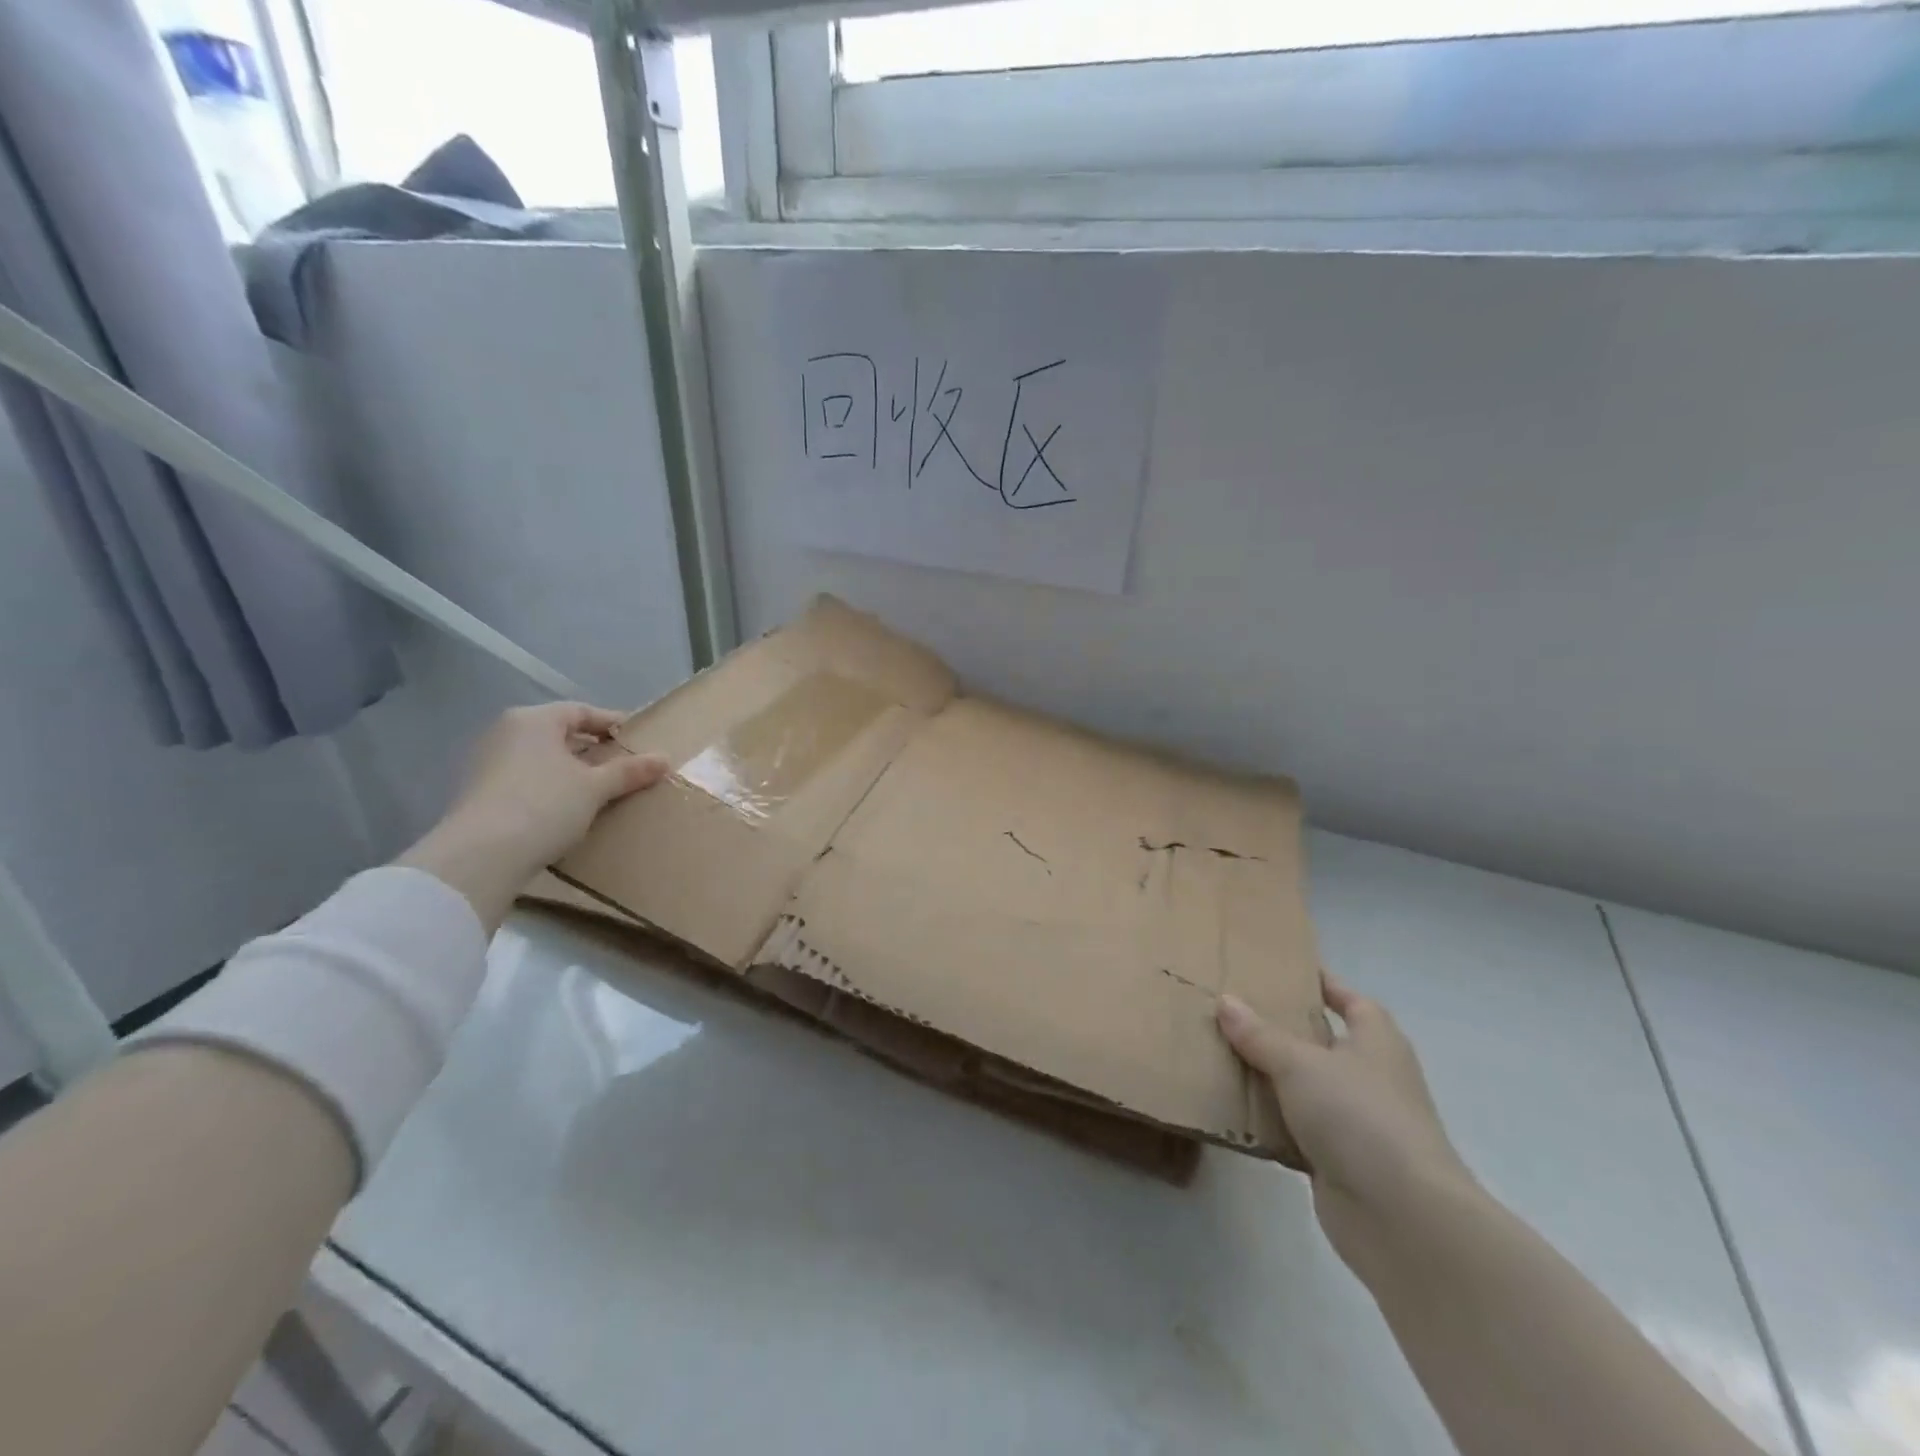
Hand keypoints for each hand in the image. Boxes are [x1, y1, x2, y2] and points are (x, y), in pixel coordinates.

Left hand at [398, 703, 668, 933]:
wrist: (481, 856)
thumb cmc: (544, 805)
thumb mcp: (595, 787)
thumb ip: (630, 771)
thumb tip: (664, 758)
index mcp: (533, 720)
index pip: (581, 712)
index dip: (613, 723)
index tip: (638, 739)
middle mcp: (506, 733)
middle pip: (560, 734)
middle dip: (593, 749)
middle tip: (624, 766)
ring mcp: (488, 763)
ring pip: (543, 759)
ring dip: (572, 771)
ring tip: (602, 790)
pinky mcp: (480, 794)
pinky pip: (527, 780)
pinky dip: (552, 787)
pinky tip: (570, 809)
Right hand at [1217, 975, 1475, 1278]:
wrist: (1403, 1218)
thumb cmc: (1360, 1117)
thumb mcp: (1300, 1063)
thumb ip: (1260, 1034)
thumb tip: (1226, 1002)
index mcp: (1376, 1041)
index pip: (1350, 1000)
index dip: (1322, 984)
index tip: (1284, 970)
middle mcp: (1371, 1077)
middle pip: (1323, 1042)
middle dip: (1283, 1028)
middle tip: (1234, 1008)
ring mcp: (1358, 1122)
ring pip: (1306, 1087)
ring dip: (1271, 1076)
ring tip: (1220, 1052)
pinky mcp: (1339, 1161)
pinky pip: (1296, 1128)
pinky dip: (1271, 1120)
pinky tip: (1232, 1108)